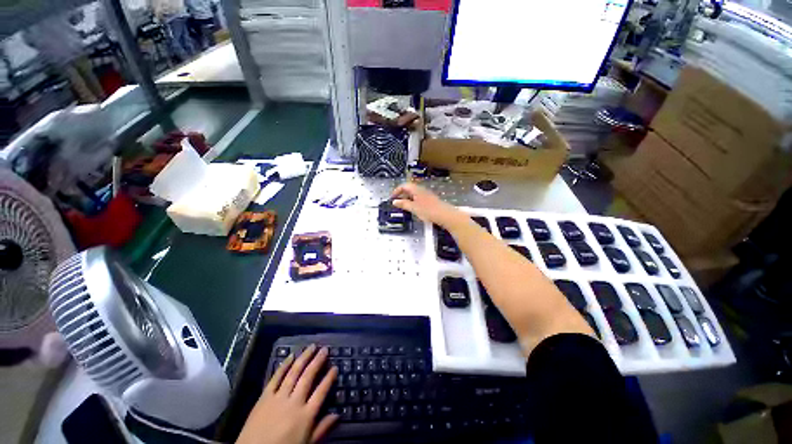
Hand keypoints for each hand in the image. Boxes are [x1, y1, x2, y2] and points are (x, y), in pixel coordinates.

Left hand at [236, 345, 338, 443]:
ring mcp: (279, 397)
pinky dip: (284, 365)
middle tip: (325, 349)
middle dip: (318, 361)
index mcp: (305, 415)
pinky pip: (276, 377)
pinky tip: (291, 356)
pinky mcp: (265, 396)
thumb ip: (322, 429)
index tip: (335, 367)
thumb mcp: (306, 443)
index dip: (329, 378)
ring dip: (304, 358)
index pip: (321, 391)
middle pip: (308, 377)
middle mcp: (294, 402)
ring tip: (312, 347)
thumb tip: (338, 415)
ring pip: (294, 373)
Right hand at [391, 183, 463, 227]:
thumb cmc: (429, 210)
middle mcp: (421, 190)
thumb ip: (403, 204)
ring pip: (414, 194)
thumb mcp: (413, 208)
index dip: (396, 191)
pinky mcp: (430, 201)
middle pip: (409, 189)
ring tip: (404, 207)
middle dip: (401, 195)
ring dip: (407, 199)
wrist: (445, 215)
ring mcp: (426, 195)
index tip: (392, 197)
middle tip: (397, 203)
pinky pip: (419, 199)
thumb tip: (395, 201)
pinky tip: (414, 209)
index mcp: (416, 190)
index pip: (404, 185)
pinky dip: (413, 202)